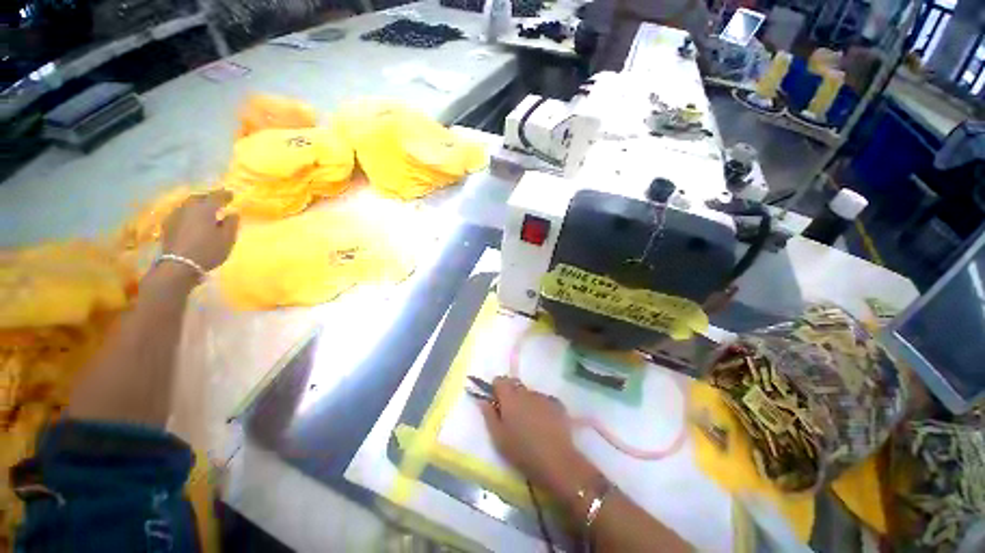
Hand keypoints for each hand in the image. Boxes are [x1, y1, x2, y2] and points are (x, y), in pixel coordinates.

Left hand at [161, 190, 239, 271]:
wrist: (178, 266)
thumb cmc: (208, 250)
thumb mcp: (227, 239)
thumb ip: (231, 224)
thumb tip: (233, 213)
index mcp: (204, 209)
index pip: (216, 197)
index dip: (225, 195)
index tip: (232, 194)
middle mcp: (188, 207)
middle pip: (199, 198)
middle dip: (208, 198)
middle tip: (217, 201)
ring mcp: (175, 216)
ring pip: (188, 205)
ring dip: (197, 205)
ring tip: (205, 210)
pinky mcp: (167, 225)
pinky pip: (181, 213)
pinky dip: (189, 214)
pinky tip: (192, 220)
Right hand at [479, 377, 595, 496]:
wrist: (556, 461)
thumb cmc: (521, 451)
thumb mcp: (498, 437)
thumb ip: (488, 415)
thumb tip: (483, 400)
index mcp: (510, 397)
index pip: (499, 380)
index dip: (496, 388)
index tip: (496, 400)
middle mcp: (526, 392)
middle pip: (515, 384)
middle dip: (511, 394)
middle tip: (510, 413)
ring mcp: (543, 397)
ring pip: (530, 393)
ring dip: (526, 401)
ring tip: (529, 422)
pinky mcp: (557, 404)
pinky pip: (544, 400)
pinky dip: (540, 407)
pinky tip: (543, 423)